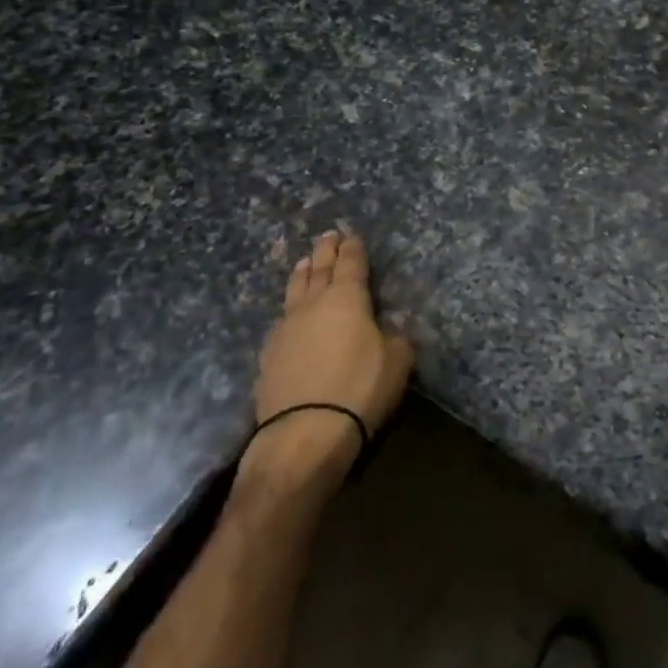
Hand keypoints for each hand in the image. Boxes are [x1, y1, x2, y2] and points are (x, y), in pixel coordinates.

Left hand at [244, 231, 413, 483]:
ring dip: (302, 272)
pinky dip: (289, 307)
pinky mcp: (269, 354)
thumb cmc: (360, 388)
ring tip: (304, 261)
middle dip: (326, 251)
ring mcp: (286, 327)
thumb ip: (395, 337)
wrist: (304, 431)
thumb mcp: (397, 361)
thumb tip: (388, 328)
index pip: (351, 264)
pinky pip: (281, 318)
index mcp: (347, 298)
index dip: (353, 249)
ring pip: (295, 289)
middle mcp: (313, 304)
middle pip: (319, 269)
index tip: (351, 236)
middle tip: (327, 236)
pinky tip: (288, 311)